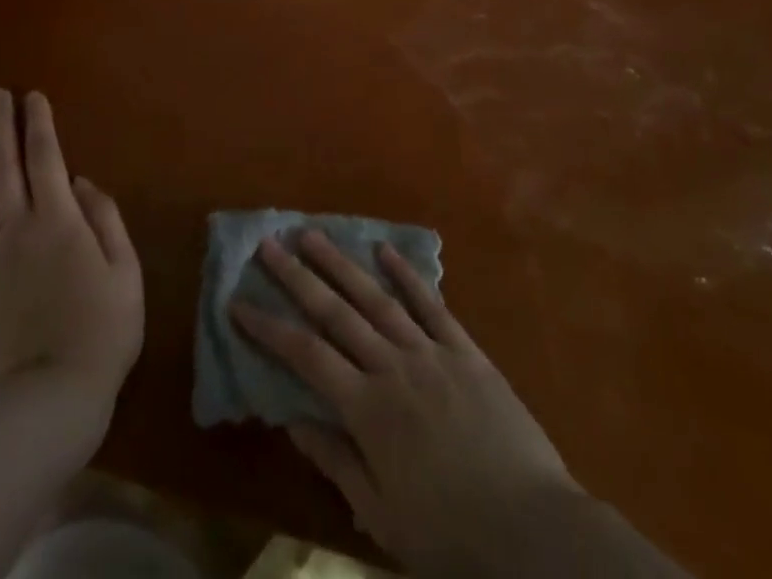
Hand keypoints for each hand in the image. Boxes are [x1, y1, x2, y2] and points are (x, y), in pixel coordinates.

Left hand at [0, 89, 142, 412]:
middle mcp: (16, 229)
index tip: (31, 96)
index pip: (45, 158)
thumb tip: (82, 182)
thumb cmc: (102, 331)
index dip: (37, 124)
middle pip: (2, 167)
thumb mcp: (126, 271)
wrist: (49, 401)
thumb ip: (105, 220)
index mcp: (59, 220)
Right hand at [232, 231, 583, 578]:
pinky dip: (406, 274)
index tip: (238, 303)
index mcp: (368, 410)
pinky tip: (385, 249)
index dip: (269, 329)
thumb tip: (292, 418)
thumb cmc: (451, 535)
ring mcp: (431, 353)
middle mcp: (393, 368)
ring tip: (312, 235)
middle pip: (336, 313)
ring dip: (341, 264)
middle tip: (268, 245)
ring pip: (376, 298)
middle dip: (297, 277)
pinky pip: (431, 304)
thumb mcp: (383, 516)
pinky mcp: (465, 350)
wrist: (533, 531)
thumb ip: (337, 461)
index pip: (305, 357)